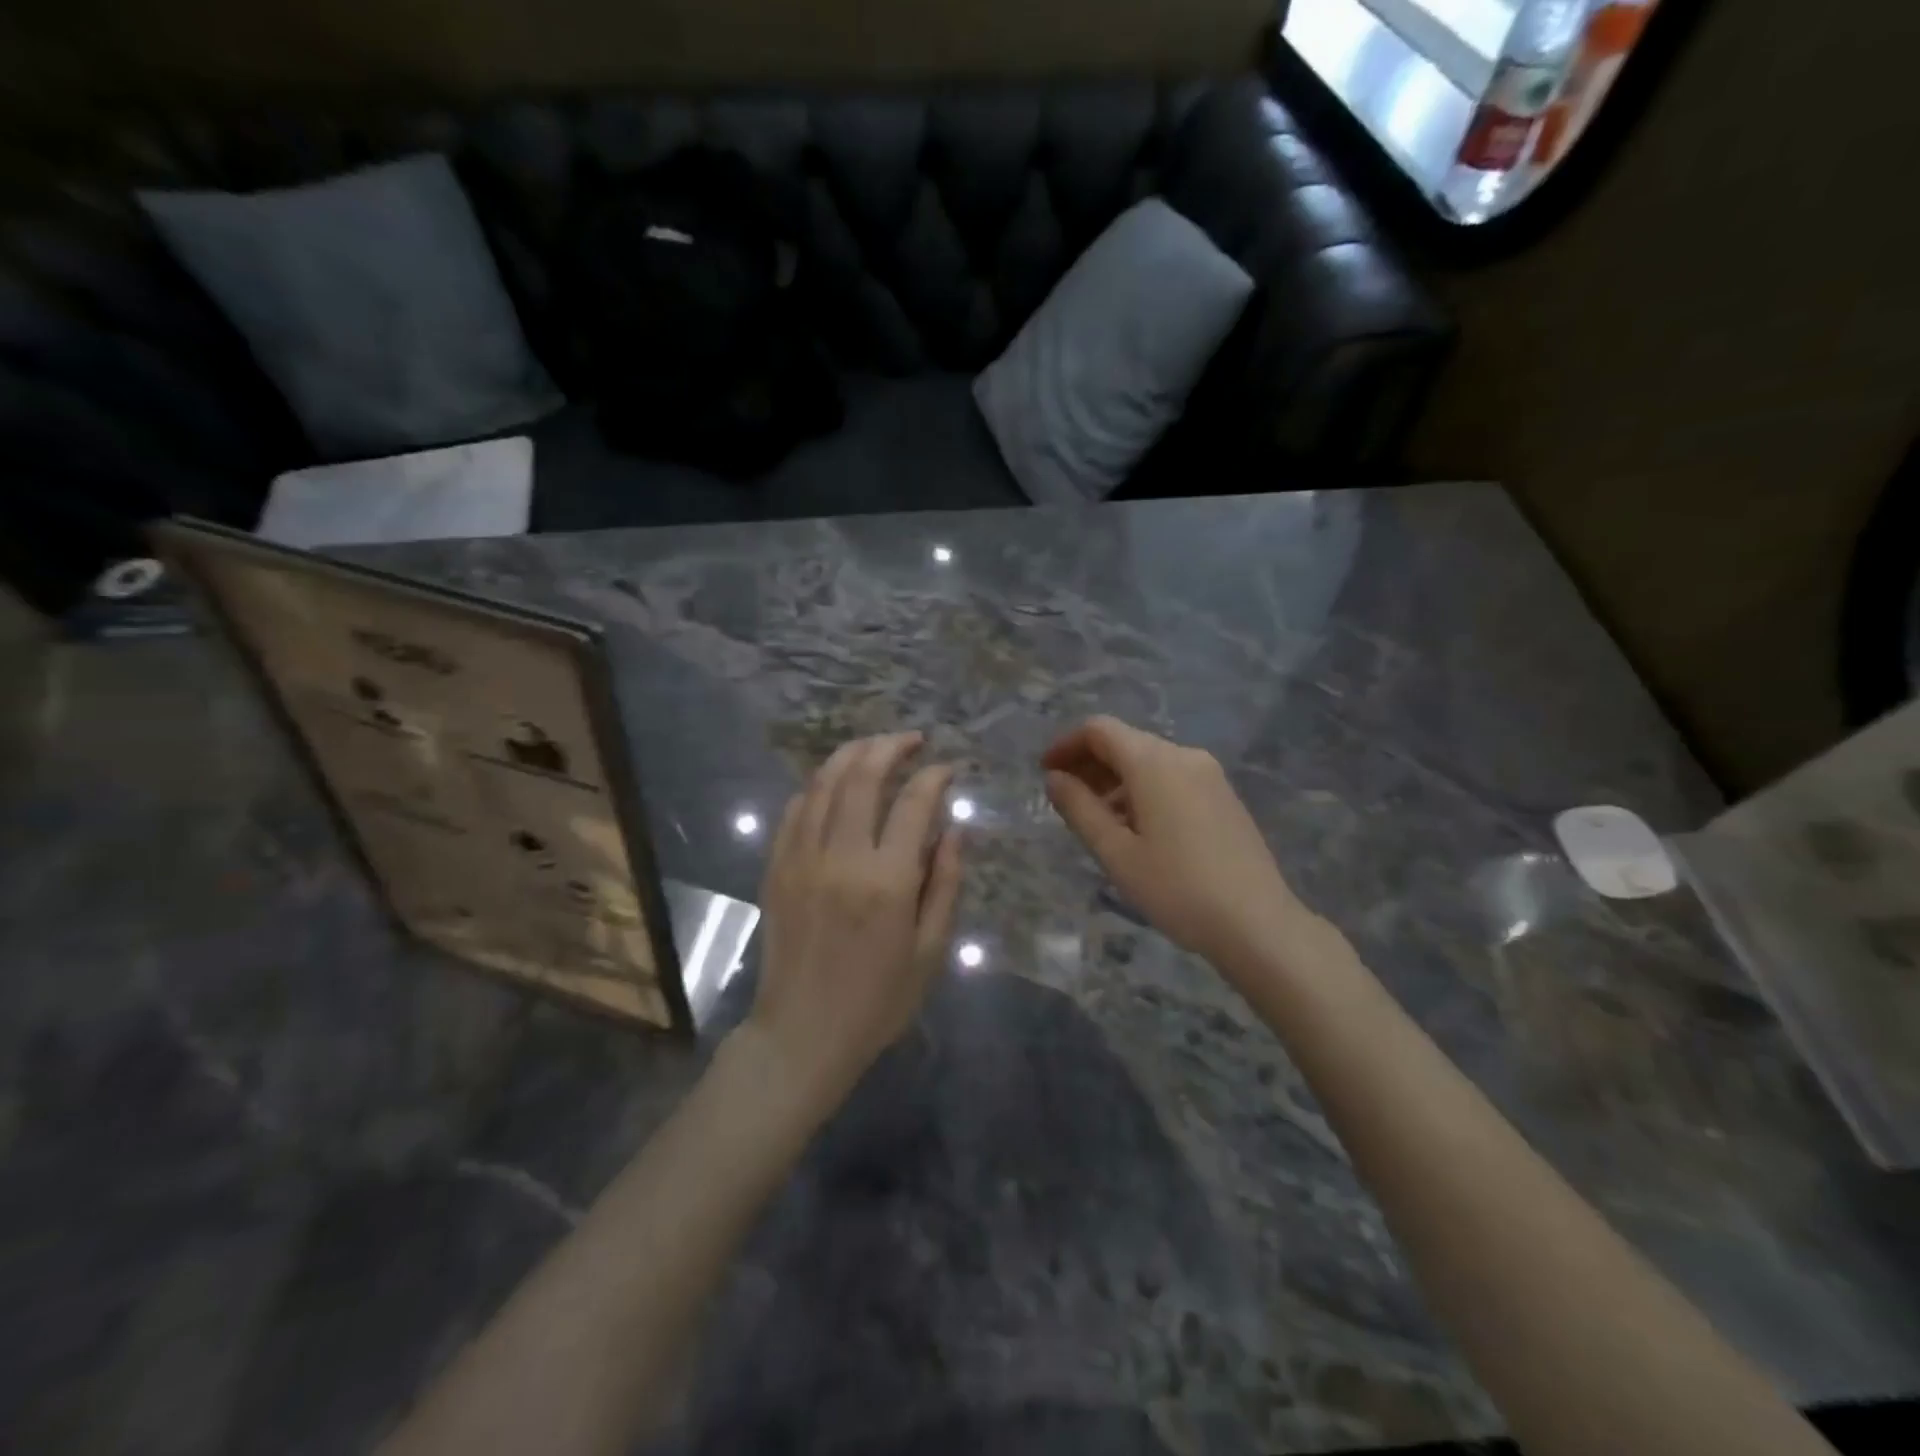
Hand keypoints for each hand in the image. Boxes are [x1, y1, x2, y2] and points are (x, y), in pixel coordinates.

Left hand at [743, 731, 963, 1113]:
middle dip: (890, 746)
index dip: (934, 776)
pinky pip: (795, 810)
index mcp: (887, 881)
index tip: (947, 768)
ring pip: (824, 783)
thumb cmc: (877, 1001)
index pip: (914, 803)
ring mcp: (801, 859)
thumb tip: (955, 829)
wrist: (802, 1035)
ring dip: (852, 754)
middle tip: (911, 740)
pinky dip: (818, 786)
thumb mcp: (930, 950)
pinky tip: (834, 783)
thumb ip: (944, 883)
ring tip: (875, 746)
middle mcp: (841, 857)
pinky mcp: (776, 868)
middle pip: (863, 777)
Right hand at [1043, 716, 1319, 971]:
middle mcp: (1184, 755)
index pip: (1099, 730)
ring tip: (1097, 821)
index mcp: (1154, 762)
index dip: (1066, 745)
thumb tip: (1054, 778)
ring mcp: (1209, 775)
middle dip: (1089, 764)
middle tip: (1064, 800)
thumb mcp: (1116, 852)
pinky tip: (1136, 829)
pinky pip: (1172, 778)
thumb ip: (1079, 809)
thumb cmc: (1177, 888)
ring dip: (1115, 780)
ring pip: (1149, 761)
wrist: (1258, 924)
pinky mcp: (1223, 796)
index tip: (1045, 773)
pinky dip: (1143, 790)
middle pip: (1125, 742)